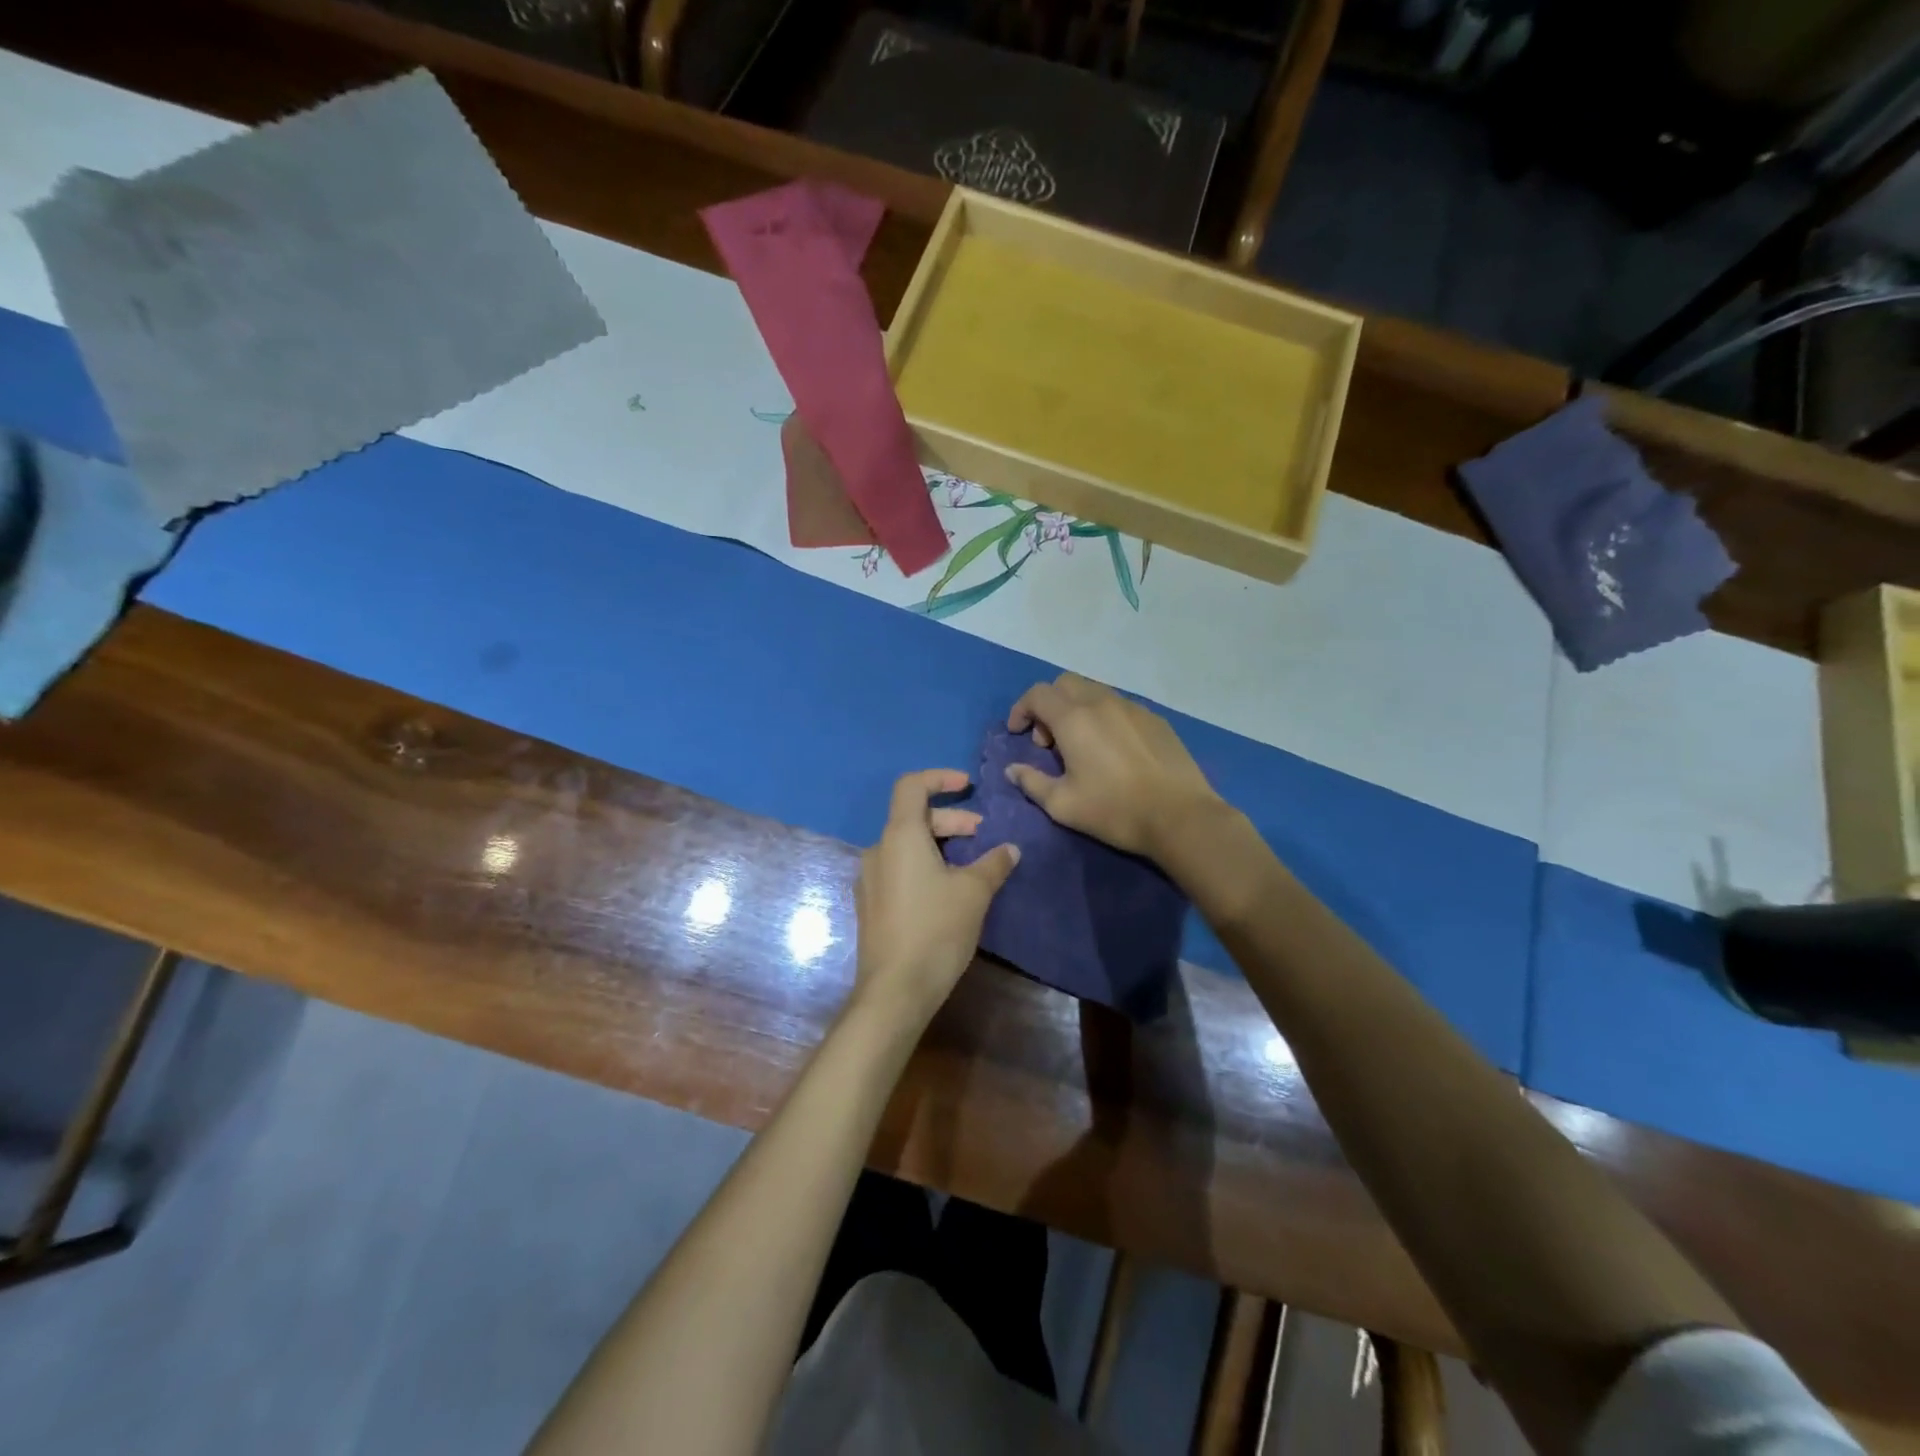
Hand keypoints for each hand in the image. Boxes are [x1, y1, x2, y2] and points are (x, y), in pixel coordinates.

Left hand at [853, 769, 1020, 1024]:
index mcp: (899, 836)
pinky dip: (923, 865)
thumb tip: (1010, 849)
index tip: (967, 786)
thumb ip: (993, 864)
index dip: (939, 778)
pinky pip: (898, 869)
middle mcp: (878, 850)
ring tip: (969, 864)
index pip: (911, 786)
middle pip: (912, 817)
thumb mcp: (974, 893)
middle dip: (949, 819)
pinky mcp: (870, 904)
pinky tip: (946, 890)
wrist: (895, 989)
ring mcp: (870, 879)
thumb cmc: (936, 930)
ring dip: (938, 844)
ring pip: (906, 845)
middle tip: (980, 833)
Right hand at [1006, 674, 1221, 859]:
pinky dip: (1104, 717)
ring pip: (1094, 691)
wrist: (1180, 816)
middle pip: (1065, 683)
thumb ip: (1032, 782)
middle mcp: (1102, 702)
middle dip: (1049, 705)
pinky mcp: (1155, 719)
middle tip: (1049, 741)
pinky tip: (1113, 750)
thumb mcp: (1062, 805)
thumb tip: (1013, 770)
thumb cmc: (1114, 810)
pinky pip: (1120, 706)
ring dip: (1077, 709)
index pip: (1038, 694)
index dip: (1021, 709)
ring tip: (1081, 746)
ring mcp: (1133, 708)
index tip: (1018, 734)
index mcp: (1074, 719)